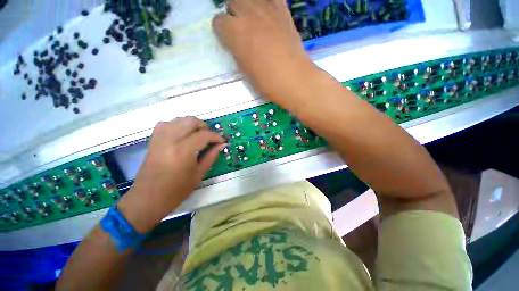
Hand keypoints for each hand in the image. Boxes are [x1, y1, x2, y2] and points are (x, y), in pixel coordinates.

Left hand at [117, 117, 225, 232]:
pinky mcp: (153, 140)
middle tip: (210, 138)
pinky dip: (178, 125)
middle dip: (205, 127)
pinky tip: (183, 135)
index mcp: (184, 151)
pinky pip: (167, 124)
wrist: (148, 199)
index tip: (222, 141)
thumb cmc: (177, 190)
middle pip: (191, 121)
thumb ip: (211, 156)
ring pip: (179, 119)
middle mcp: (171, 140)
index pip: (204, 135)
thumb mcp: (199, 174)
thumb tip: (221, 145)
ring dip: (192, 125)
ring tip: (198, 135)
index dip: (216, 136)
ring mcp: (160, 138)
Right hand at [213, 0, 315, 101]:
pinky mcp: (283, 11)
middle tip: (241, 29)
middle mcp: (248, 14)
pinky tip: (269, 15)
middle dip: (233, 14)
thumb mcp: (244, 70)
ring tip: (253, 21)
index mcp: (235, 32)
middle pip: (233, 2)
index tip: (228, 40)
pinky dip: (267, 4)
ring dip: (248, 7)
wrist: (293, 78)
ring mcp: (267, 9)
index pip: (218, 22)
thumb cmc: (266, 81)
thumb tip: (237, 45)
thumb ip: (237, 52)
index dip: (222, 31)